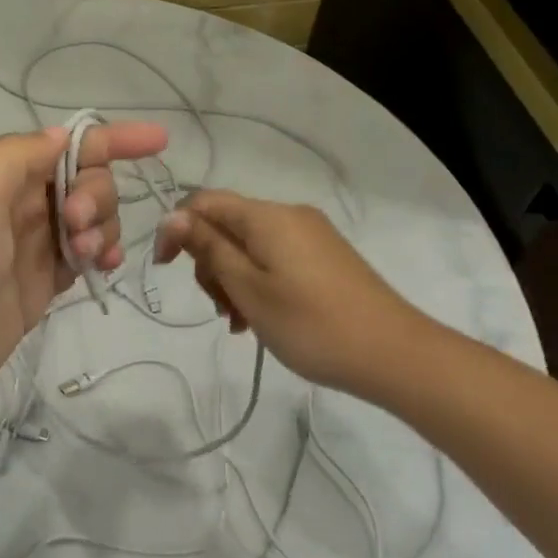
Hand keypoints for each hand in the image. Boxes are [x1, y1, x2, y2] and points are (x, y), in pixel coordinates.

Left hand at [0, 121, 167, 424]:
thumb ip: (20, 156)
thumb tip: (62, 137)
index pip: (62, 145)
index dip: (110, 139)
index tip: (158, 141)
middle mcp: (13, 206)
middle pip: (81, 181)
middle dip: (95, 193)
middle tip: (76, 224)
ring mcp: (27, 249)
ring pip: (88, 219)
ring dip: (102, 226)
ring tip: (87, 254)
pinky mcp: (37, 288)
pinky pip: (82, 258)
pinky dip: (100, 254)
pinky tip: (105, 266)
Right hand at [152, 190, 433, 396]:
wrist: (394, 354)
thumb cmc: (310, 324)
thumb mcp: (248, 288)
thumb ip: (208, 248)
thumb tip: (172, 215)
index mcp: (267, 216)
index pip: (202, 202)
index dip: (176, 230)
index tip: (164, 270)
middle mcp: (289, 215)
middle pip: (226, 225)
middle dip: (209, 262)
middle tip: (219, 308)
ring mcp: (310, 235)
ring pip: (249, 246)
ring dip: (232, 279)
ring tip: (240, 323)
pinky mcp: (324, 257)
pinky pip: (274, 259)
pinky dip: (257, 283)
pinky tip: (260, 319)